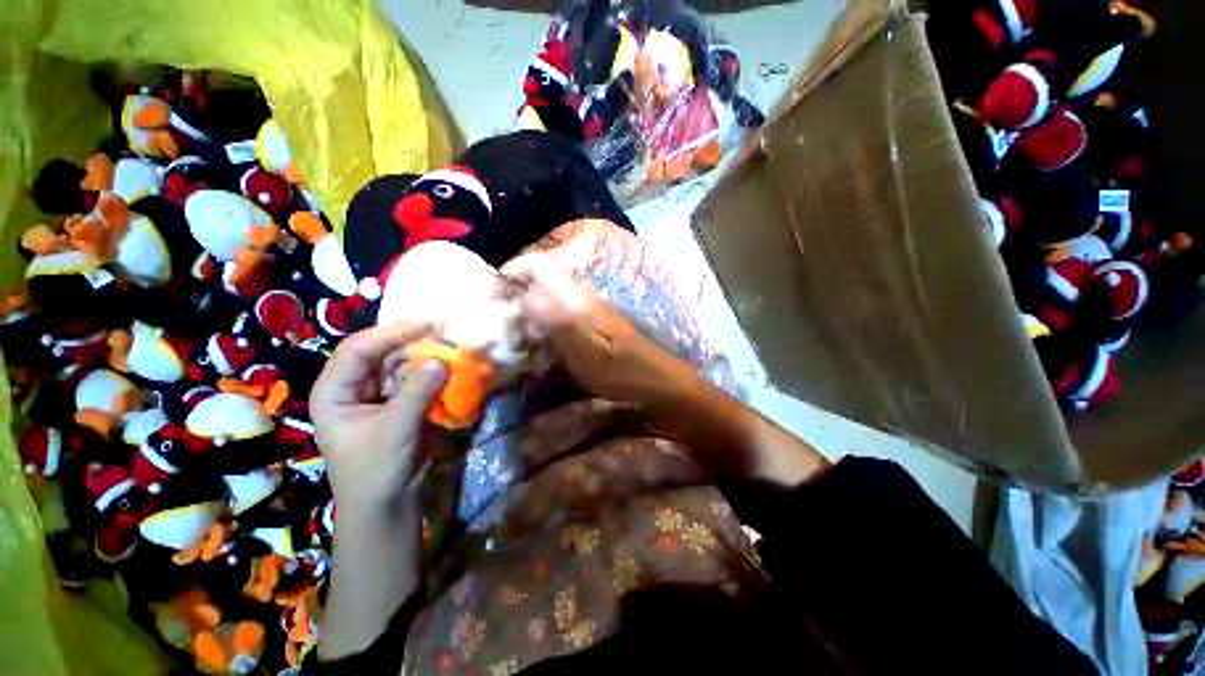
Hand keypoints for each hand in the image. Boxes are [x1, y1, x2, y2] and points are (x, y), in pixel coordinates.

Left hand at [310, 323, 447, 503]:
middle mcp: (355, 386)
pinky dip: (434, 373)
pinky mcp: (401, 402)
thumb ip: (417, 393)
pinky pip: (417, 379)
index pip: (359, 349)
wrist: (388, 504)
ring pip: (403, 364)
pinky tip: (450, 369)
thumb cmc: (375, 470)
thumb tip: (442, 360)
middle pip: (383, 352)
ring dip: (427, 358)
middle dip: (414, 344)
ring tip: (453, 351)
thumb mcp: (394, 430)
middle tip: (447, 337)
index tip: (428, 325)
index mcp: (335, 390)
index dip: (391, 333)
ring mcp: (380, 393)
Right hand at [504, 253, 705, 411]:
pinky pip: (561, 317)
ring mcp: (591, 312)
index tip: (492, 294)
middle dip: (515, 296)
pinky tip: (538, 345)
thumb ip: (561, 323)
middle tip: (498, 324)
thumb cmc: (628, 374)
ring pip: (550, 299)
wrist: (663, 386)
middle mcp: (585, 299)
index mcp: (582, 300)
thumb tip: (527, 294)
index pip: (542, 267)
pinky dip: (543, 326)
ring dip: (528, 312)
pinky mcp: (594, 327)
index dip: (514, 272)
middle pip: (543, 282)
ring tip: (511, 336)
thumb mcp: (593, 354)